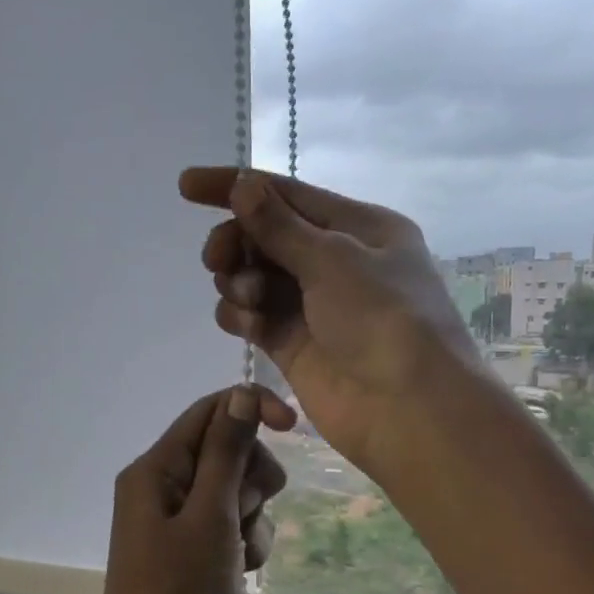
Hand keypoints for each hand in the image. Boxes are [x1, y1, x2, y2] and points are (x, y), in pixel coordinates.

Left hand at [84, 384, 295, 593]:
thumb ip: (227, 452)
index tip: (294, 425)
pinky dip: (250, 545)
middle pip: (228, 452)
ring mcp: (184, 527)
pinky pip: (239, 529)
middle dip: (252, 478)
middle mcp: (166, 490)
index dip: (251, 409)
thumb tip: (242, 394)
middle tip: (245, 511)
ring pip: (240, 494)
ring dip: (254, 518)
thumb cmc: (178, 592)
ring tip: (240, 554)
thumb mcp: (209, 515)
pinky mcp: (202, 557)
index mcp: (156, 470)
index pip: (209, 413)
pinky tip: (243, 573)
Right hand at [181, 168, 481, 478]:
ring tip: (248, 299)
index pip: (286, 194)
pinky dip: (242, 315)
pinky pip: (254, 317)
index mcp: (358, 227)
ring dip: (239, 280)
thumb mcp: (334, 260)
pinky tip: (246, 324)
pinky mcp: (294, 345)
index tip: (185, 186)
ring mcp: (313, 306)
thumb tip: (242, 184)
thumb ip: (280, 226)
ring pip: (255, 277)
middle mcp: (336, 262)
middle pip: (266, 236)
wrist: (408, 409)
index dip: (234, 187)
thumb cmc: (383, 319)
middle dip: (236, 241)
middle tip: (218, 259)